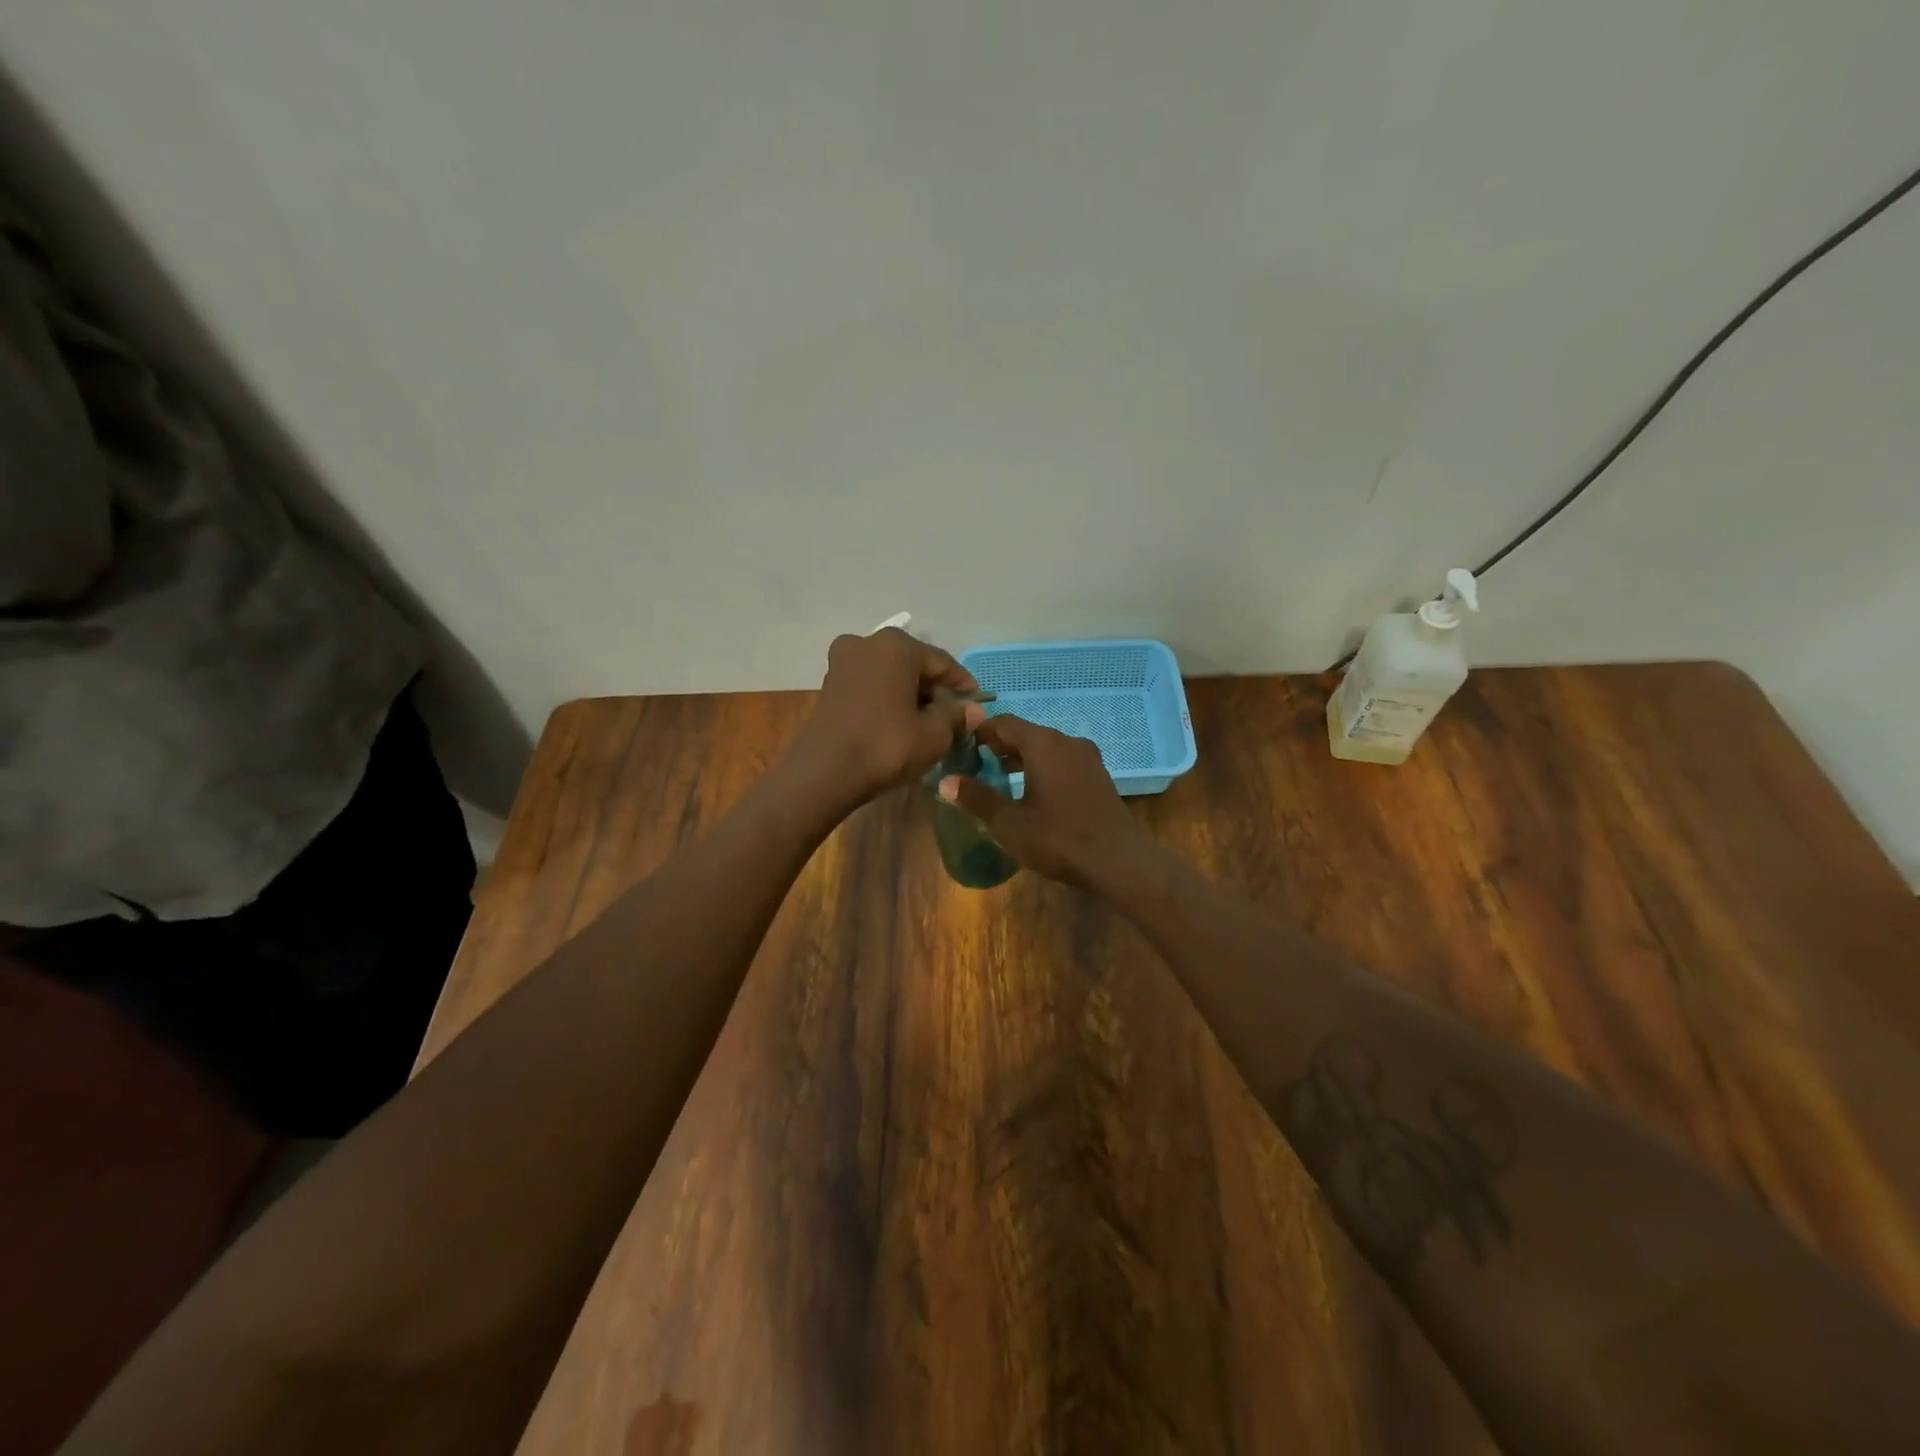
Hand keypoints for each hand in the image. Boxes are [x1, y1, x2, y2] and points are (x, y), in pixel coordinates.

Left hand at [786, 628, 985, 809]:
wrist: (824, 772)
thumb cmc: (886, 746)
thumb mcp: (933, 735)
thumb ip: (956, 716)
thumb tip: (973, 709)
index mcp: (897, 646)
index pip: (942, 662)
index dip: (963, 685)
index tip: (976, 705)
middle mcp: (868, 643)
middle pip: (914, 665)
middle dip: (934, 689)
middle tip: (951, 717)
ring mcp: (843, 662)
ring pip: (890, 674)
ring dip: (909, 694)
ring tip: (925, 722)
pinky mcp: (829, 684)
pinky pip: (870, 685)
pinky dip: (886, 698)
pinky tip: (897, 722)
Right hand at [937, 715, 1159, 891]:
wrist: (1119, 861)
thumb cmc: (1058, 839)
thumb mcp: (1009, 822)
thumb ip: (977, 798)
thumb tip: (946, 782)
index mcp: (1043, 744)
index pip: (1004, 722)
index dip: (979, 732)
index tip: (960, 748)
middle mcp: (1067, 742)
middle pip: (1026, 733)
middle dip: (999, 746)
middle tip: (975, 765)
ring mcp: (1087, 758)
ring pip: (1046, 748)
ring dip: (1021, 758)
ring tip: (999, 779)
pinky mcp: (1098, 776)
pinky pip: (1063, 762)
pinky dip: (1043, 768)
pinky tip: (1032, 793)